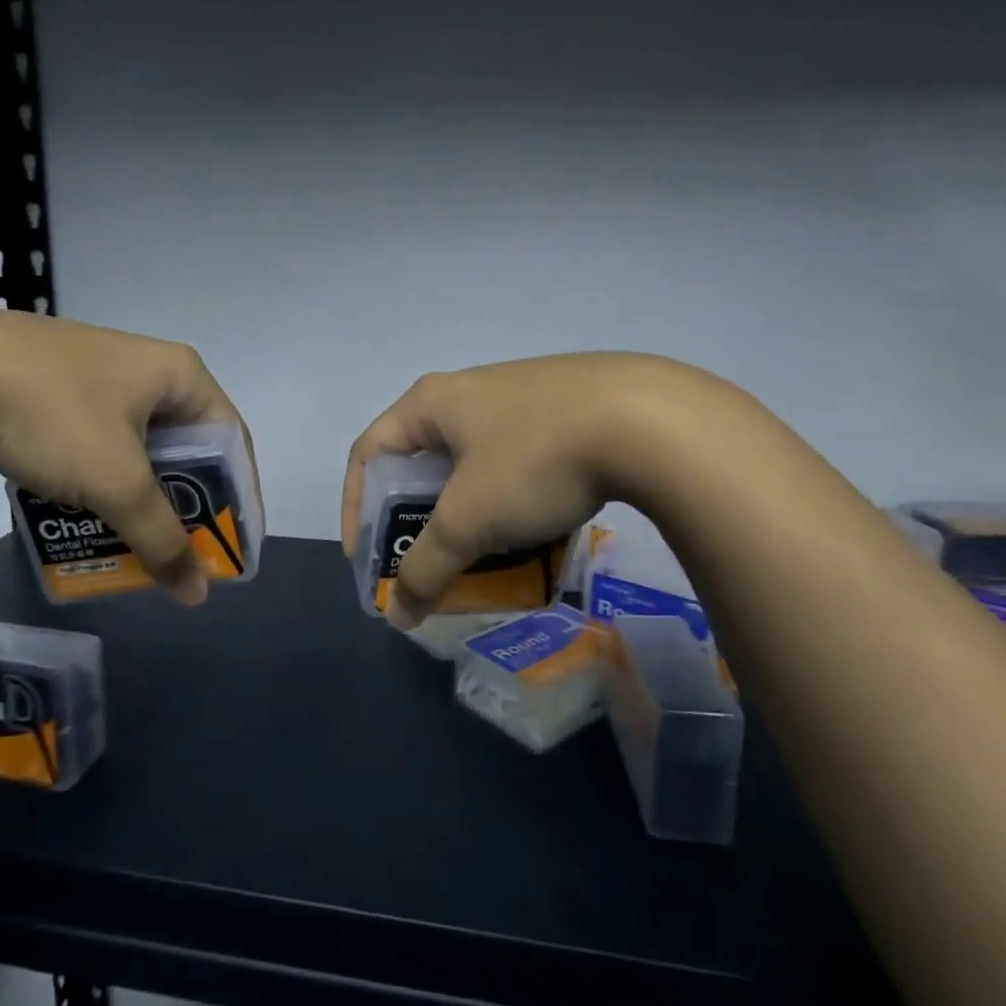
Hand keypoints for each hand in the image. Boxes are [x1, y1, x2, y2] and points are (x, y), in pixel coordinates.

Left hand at [0, 307, 255, 604]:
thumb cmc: (54, 415)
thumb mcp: (116, 481)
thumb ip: (161, 539)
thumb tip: (197, 593)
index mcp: (181, 375)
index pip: (232, 442)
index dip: (239, 499)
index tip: (235, 546)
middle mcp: (150, 369)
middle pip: (188, 449)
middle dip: (187, 505)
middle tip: (185, 552)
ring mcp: (103, 375)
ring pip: (142, 450)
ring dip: (143, 499)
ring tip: (137, 543)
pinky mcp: (63, 389)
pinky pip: (104, 444)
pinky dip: (106, 482)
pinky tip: (91, 514)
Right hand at [340, 353, 693, 628]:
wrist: (648, 420)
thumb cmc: (533, 460)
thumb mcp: (470, 520)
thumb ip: (427, 568)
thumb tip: (399, 614)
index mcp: (431, 402)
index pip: (369, 452)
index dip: (357, 507)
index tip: (368, 558)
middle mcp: (469, 391)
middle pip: (423, 462)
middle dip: (420, 519)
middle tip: (429, 562)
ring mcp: (521, 395)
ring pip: (475, 465)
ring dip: (470, 513)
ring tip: (486, 555)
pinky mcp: (564, 408)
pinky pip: (518, 461)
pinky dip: (512, 499)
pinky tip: (537, 529)